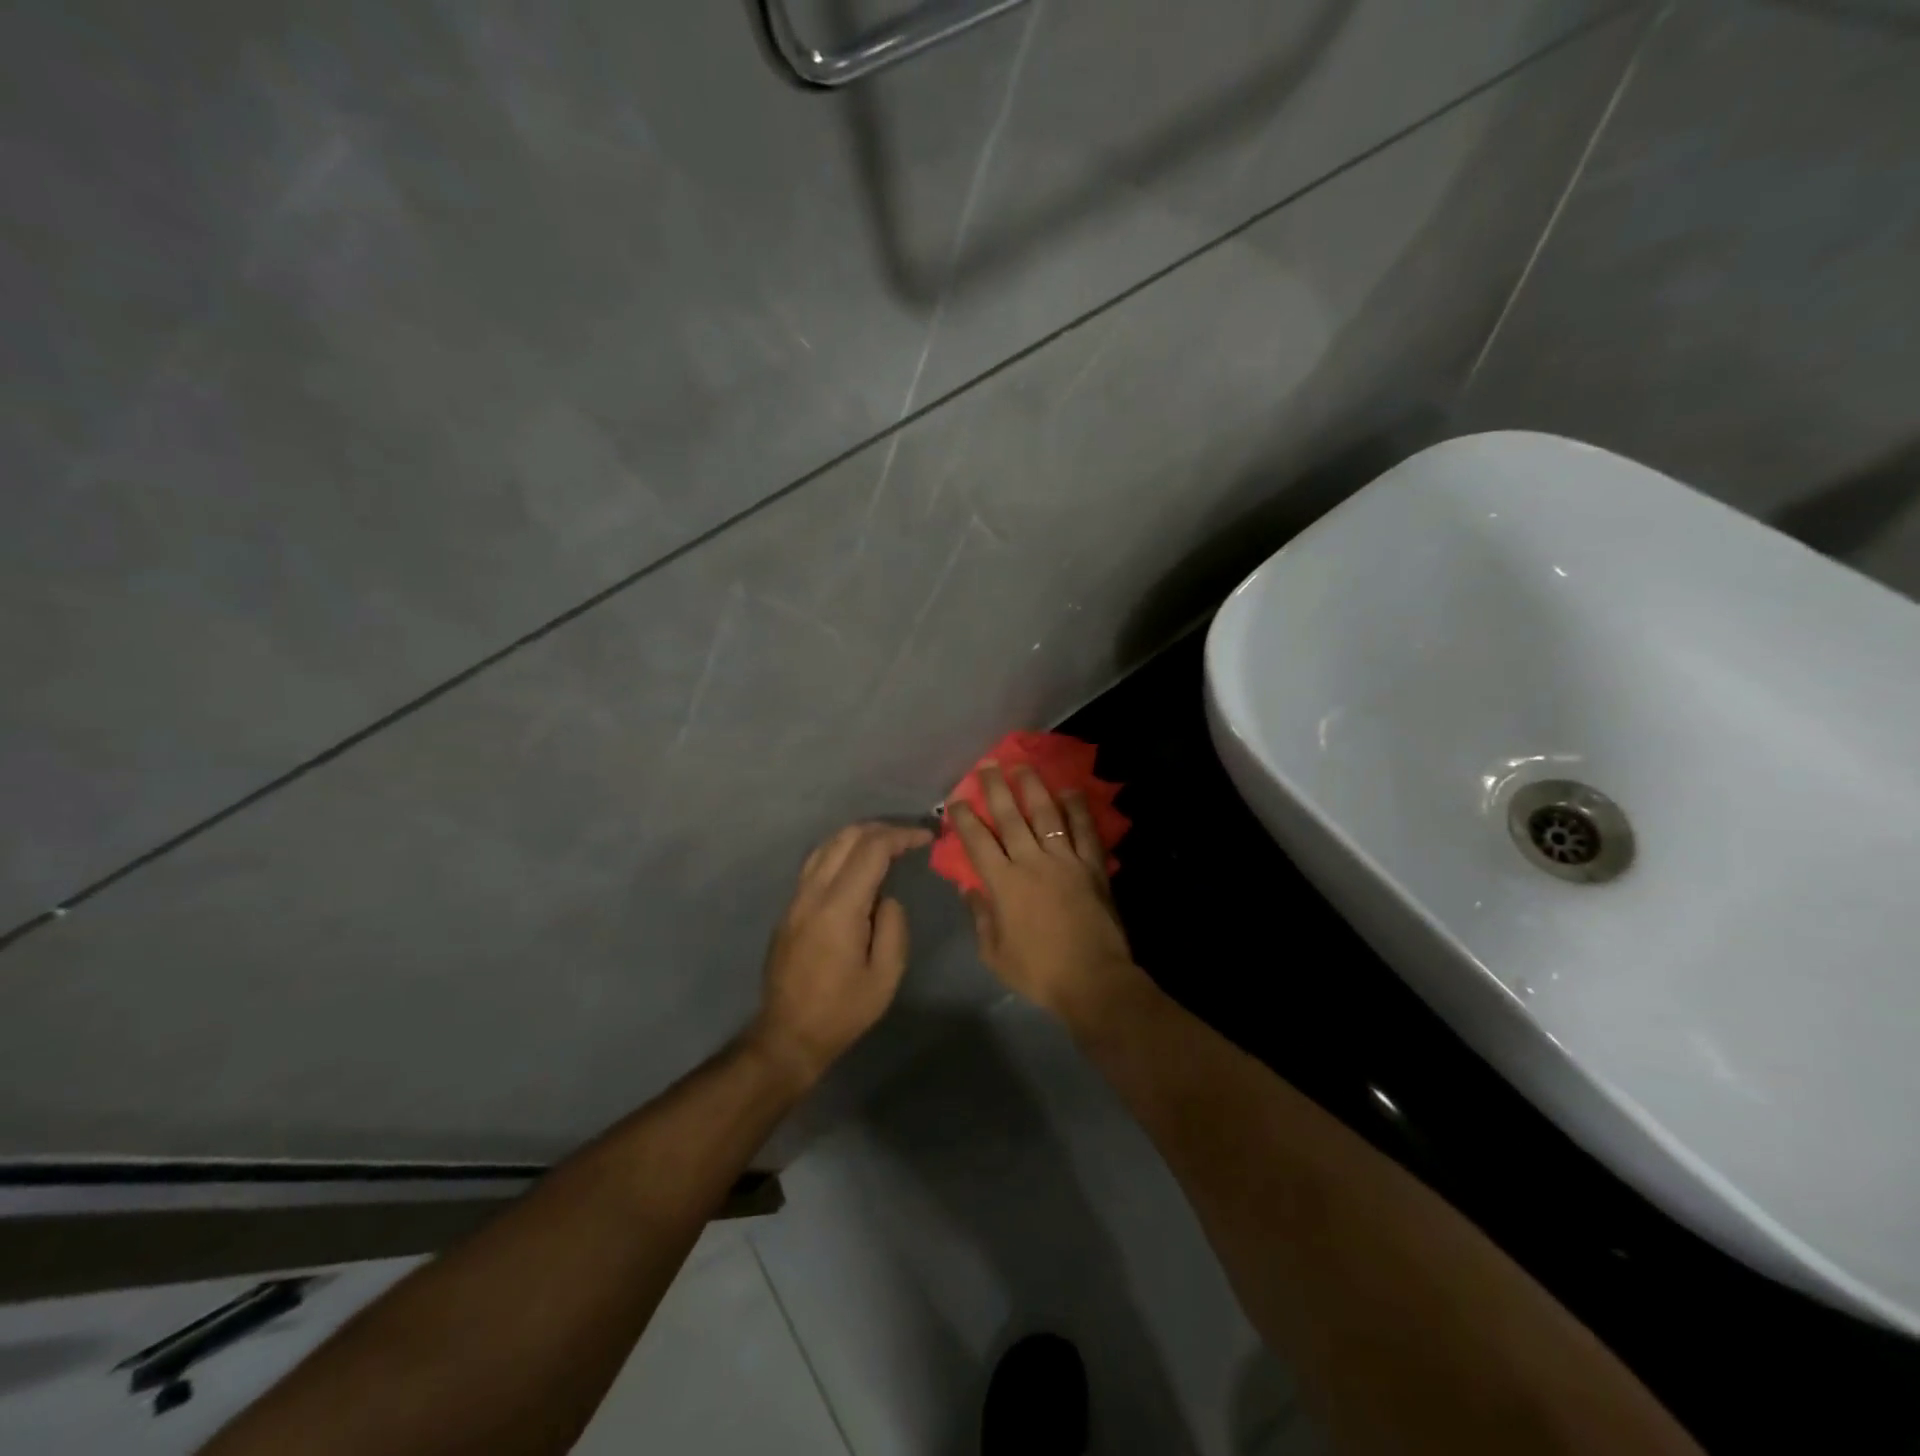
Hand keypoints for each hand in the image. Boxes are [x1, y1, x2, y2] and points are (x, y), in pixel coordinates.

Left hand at [749, 821, 932, 1088]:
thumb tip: (887, 898)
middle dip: (882, 829)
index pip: (872, 850)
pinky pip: (816, 863)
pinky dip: (841, 850)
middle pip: (846, 837)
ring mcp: (796, 898)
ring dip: (859, 836)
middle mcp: (813, 893)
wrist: (788, 1035)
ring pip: (827, 845)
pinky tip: (857, 864)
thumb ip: (893, 927)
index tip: (926, 838)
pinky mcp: (789, 908)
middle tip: (910, 837)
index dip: (902, 836)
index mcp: (840, 907)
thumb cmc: (842, 1010)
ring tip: (887, 844)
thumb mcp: (885, 975)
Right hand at [948, 763, 1144, 1028]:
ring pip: (1046, 815)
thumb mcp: (994, 954)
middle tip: (986, 765)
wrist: (1093, 979)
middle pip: (1010, 818)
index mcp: (1004, 884)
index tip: (956, 800)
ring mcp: (1065, 861)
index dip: (964, 818)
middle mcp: (1032, 862)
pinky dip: (1078, 809)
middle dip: (995, 789)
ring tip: (1022, 766)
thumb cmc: (1038, 971)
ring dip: (1033, 788)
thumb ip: (980, 917)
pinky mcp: (1092, 866)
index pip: (978, 842)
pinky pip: (1084, 831)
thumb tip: (968, 887)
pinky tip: (1071, 790)